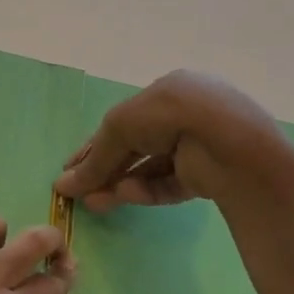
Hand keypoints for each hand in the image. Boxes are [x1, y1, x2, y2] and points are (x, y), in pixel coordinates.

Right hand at [53, 70, 293, 211]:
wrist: (229, 144)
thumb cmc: (170, 115)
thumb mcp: (121, 126)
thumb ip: (95, 157)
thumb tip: (63, 185)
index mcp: (169, 90)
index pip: (125, 119)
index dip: (95, 143)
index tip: (70, 167)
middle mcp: (185, 115)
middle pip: (135, 146)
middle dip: (105, 168)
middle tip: (78, 191)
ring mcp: (200, 146)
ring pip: (151, 167)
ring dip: (120, 183)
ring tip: (94, 203)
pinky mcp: (210, 176)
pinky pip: (171, 183)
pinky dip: (147, 190)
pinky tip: (125, 196)